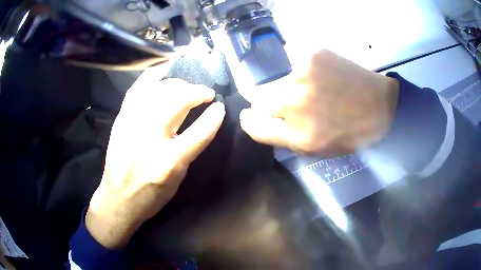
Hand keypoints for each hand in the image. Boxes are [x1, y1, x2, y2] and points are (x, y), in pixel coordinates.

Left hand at [85, 70, 225, 248]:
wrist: (117, 199)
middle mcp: (148, 139)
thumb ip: (191, 150)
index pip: (198, 133)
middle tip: (205, 93)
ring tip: (187, 87)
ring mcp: (131, 125)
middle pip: (177, 102)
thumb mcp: (177, 181)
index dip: (214, 117)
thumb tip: (206, 121)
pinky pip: (137, 88)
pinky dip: (152, 77)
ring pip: (158, 90)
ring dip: (178, 84)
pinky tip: (163, 72)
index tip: (221, 106)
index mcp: (167, 163)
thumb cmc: (150, 196)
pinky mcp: (120, 119)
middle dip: (196, 92)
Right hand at [240, 49, 398, 155]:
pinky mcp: (312, 54)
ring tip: (315, 92)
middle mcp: (295, 102)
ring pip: (279, 82)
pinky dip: (304, 74)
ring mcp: (303, 74)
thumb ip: (287, 138)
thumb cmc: (352, 132)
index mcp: (300, 135)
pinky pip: (296, 67)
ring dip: (289, 89)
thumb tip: (261, 121)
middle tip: (293, 106)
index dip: (250, 121)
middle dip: (271, 106)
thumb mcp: (318, 149)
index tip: (251, 117)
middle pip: (260, 100)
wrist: (382, 104)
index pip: (255, 126)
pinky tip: (323, 78)